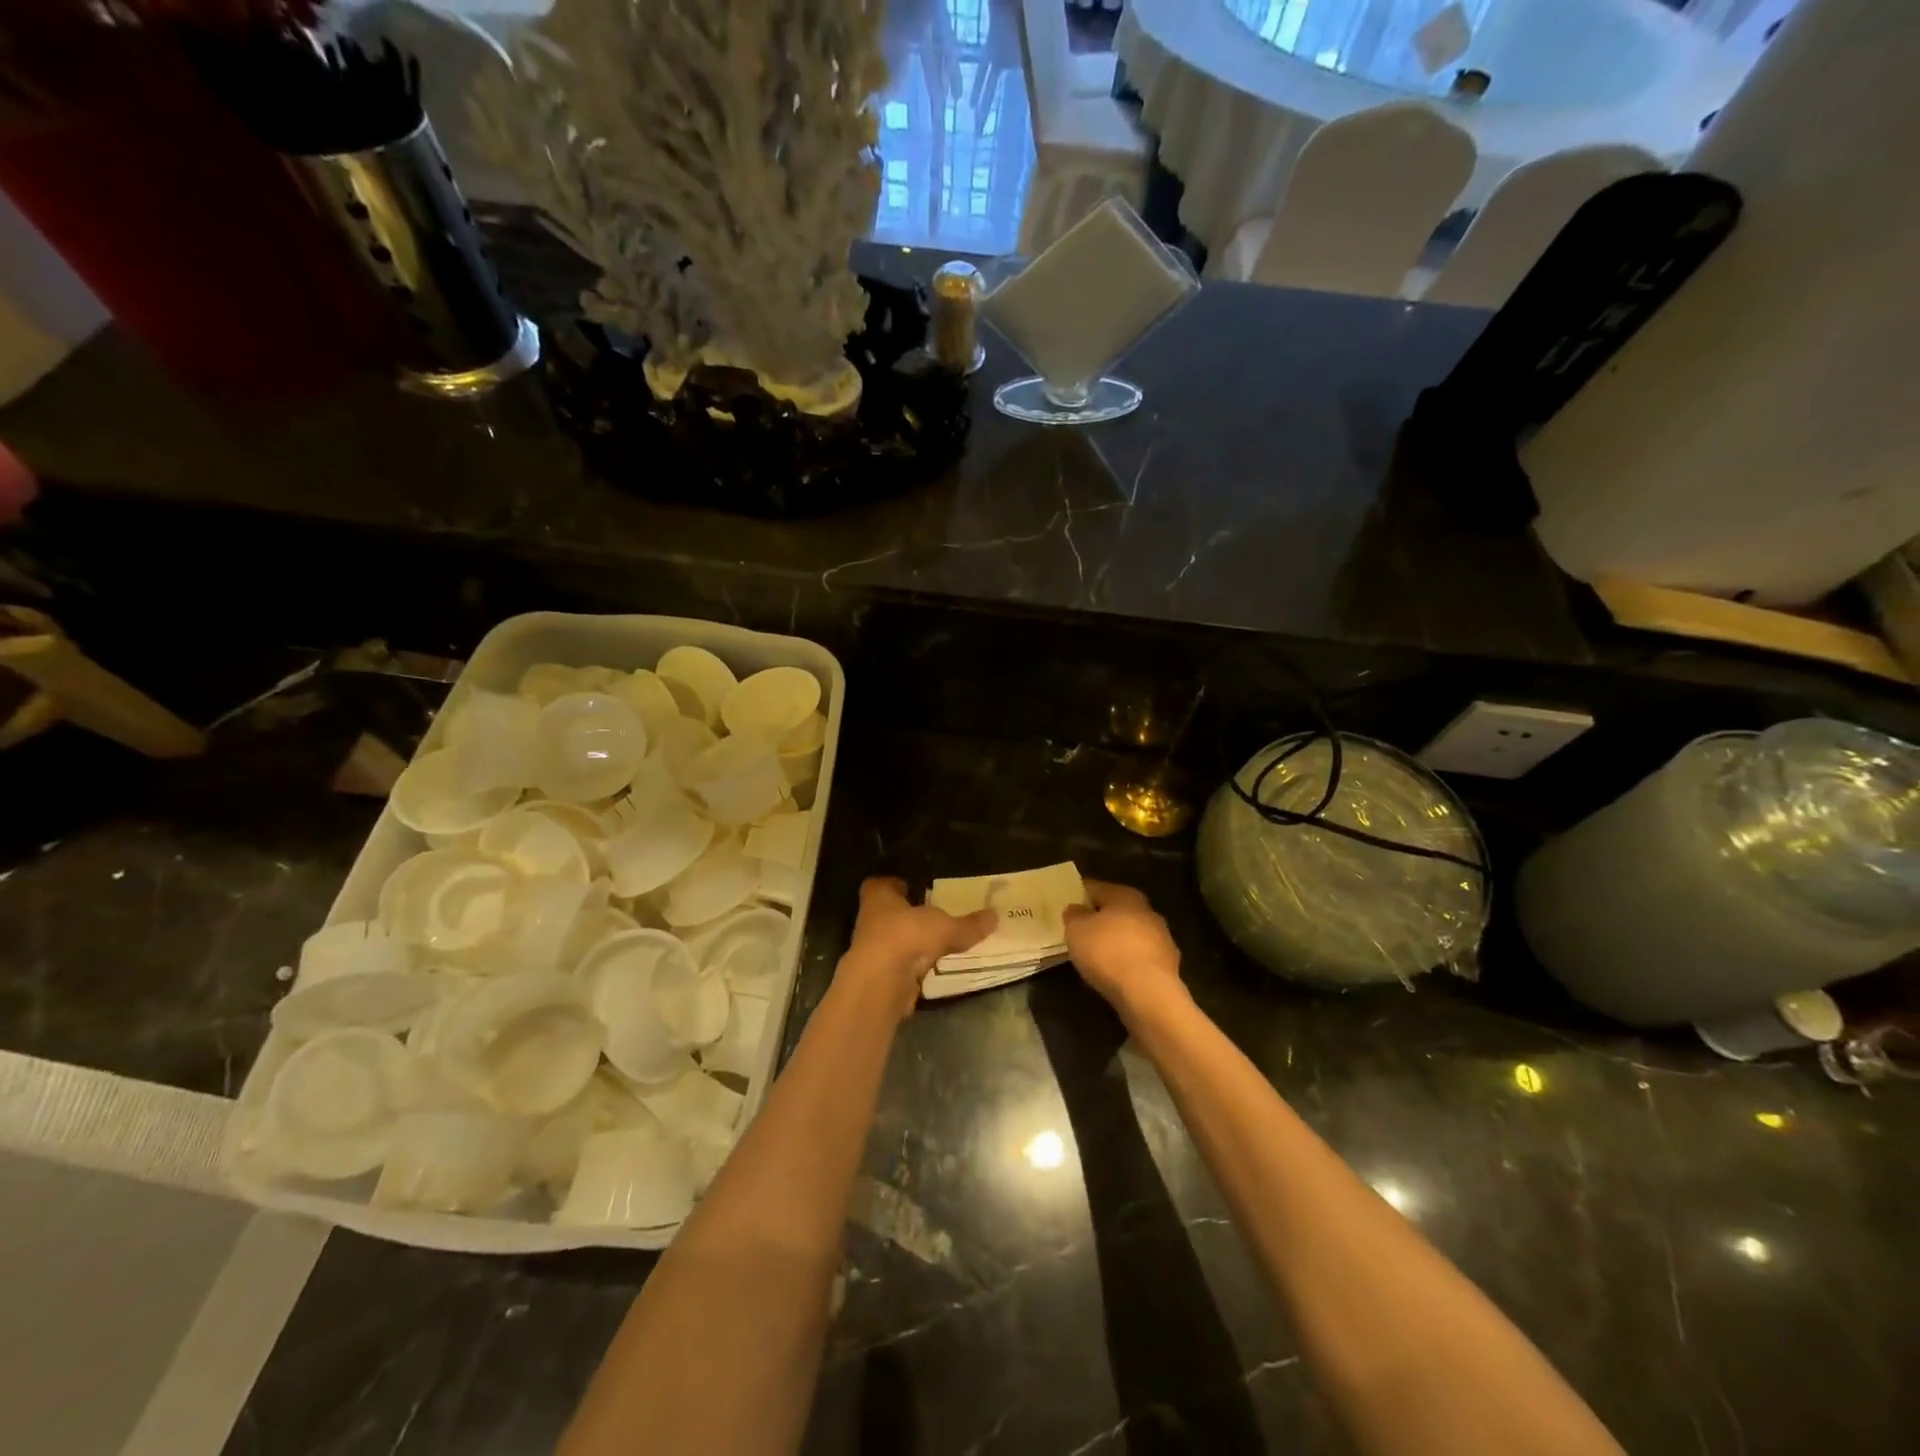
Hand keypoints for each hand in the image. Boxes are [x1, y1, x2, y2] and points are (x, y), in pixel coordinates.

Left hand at [839, 877, 996, 1019]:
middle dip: (906, 915)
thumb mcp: (945, 927)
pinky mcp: (879, 977)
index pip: (879, 885)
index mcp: (879, 898)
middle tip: (930, 914)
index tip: (909, 887)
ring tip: (936, 943)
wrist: (880, 983)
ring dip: (910, 943)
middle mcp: (870, 920)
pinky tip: (931, 969)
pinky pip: (899, 967)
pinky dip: (912, 968)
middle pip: (887, 914)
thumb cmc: (906, 936)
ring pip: (893, 942)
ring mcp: (872, 951)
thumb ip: (968, 924)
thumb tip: (995, 915)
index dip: (893, 885)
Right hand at [1062, 880, 1183, 1018]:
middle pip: (1117, 910)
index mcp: (1125, 895)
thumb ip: (1073, 916)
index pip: (1095, 887)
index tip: (1067, 905)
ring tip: (1095, 956)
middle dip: (1100, 918)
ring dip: (1115, 941)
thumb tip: (1077, 910)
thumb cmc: (1108, 952)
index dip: (1079, 894)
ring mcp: (1162, 939)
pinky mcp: (1167, 966)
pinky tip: (1114, 974)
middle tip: (1080, 931)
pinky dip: (1127, 962)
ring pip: (1131, 934)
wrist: (1149, 993)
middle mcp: (1147, 911)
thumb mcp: (1076, 930)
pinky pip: (1139, 958)